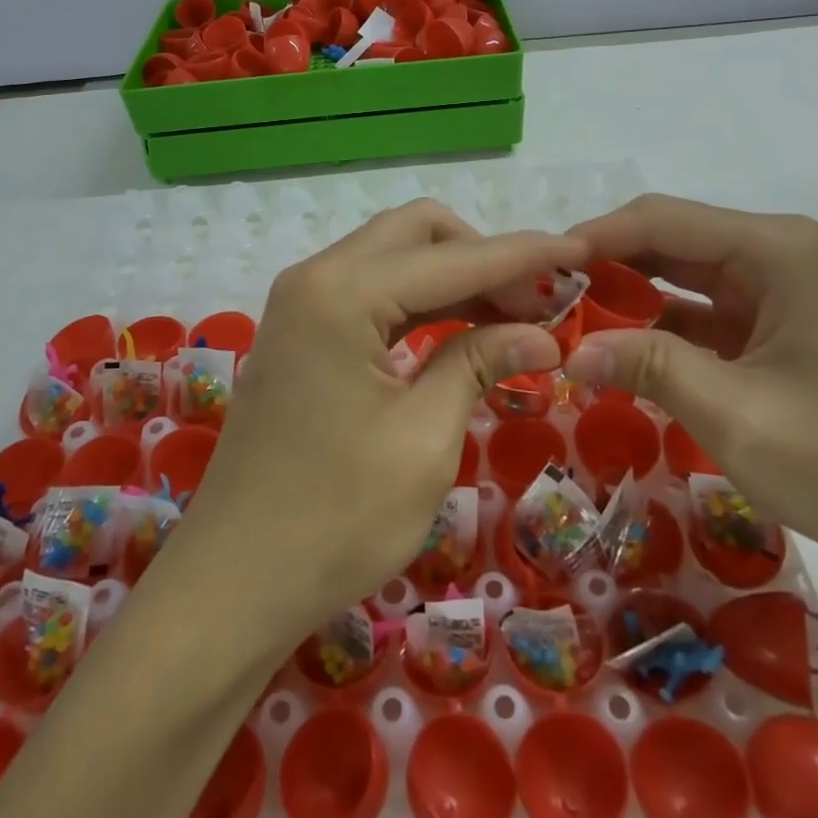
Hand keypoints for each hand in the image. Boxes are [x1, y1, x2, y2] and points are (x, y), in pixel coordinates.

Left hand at [176, 200, 581, 642]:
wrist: (233, 583)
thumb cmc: (334, 520)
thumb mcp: (423, 441)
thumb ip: (479, 364)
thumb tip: (542, 333)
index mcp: (342, 292)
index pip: (454, 257)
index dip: (525, 254)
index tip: (583, 252)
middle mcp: (316, 276)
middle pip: (417, 234)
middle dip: (484, 255)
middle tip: (540, 301)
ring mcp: (302, 302)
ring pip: (394, 258)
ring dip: (456, 276)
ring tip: (517, 315)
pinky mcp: (301, 331)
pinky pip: (373, 292)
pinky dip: (422, 301)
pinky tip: (463, 329)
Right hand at [564, 195, 817, 575]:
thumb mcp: (739, 416)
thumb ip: (649, 368)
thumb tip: (569, 353)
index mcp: (773, 250)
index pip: (659, 220)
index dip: (593, 239)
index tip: (537, 272)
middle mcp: (774, 252)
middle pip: (666, 240)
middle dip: (604, 267)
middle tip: (544, 301)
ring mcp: (776, 288)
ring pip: (679, 274)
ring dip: (626, 297)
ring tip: (566, 324)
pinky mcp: (775, 324)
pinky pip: (700, 310)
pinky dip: (658, 326)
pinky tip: (617, 350)